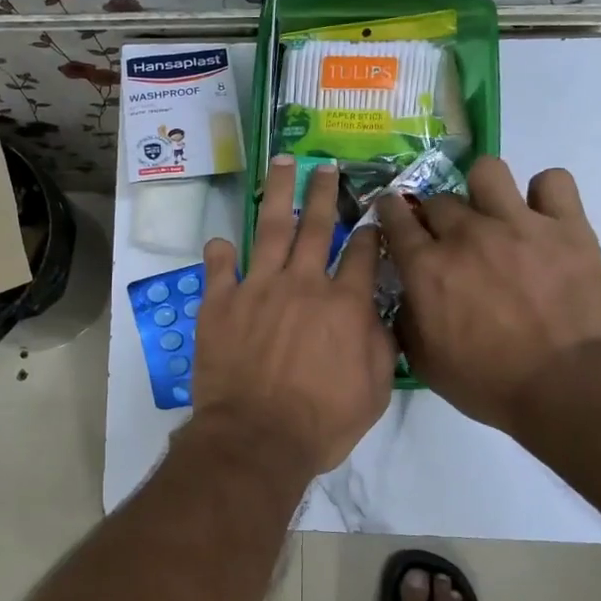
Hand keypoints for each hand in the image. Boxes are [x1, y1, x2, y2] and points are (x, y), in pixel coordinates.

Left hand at [192, 158, 395, 479]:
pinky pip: (219, 267)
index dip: (370, 232)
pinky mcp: (221, 302)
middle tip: (327, 166)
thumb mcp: (374, 391)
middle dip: (325, 192)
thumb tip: (382, 312)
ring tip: (282, 163)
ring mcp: (258, 288)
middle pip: (317, 226)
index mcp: (344, 304)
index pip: (363, 254)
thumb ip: (381, 344)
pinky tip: (221, 240)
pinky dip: (220, 252)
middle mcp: (303, 284)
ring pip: (270, 229)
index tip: (373, 216)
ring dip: (278, 193)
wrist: (256, 437)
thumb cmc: (321, 422)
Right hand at [378, 157, 600, 431]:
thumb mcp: (424, 361)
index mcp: (427, 267)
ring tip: (494, 212)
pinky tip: (542, 215)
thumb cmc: (488, 382)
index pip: (395, 217)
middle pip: (438, 199)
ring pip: (488, 171)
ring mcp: (518, 224)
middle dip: (436, 215)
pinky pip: (553, 181)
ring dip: (483, 189)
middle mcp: (466, 234)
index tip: (394, 215)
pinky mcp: (566, 227)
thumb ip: (406, 319)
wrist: (566, 388)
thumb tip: (407, 294)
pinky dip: (545, 194)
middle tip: (450, 237)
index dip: (391, 211)